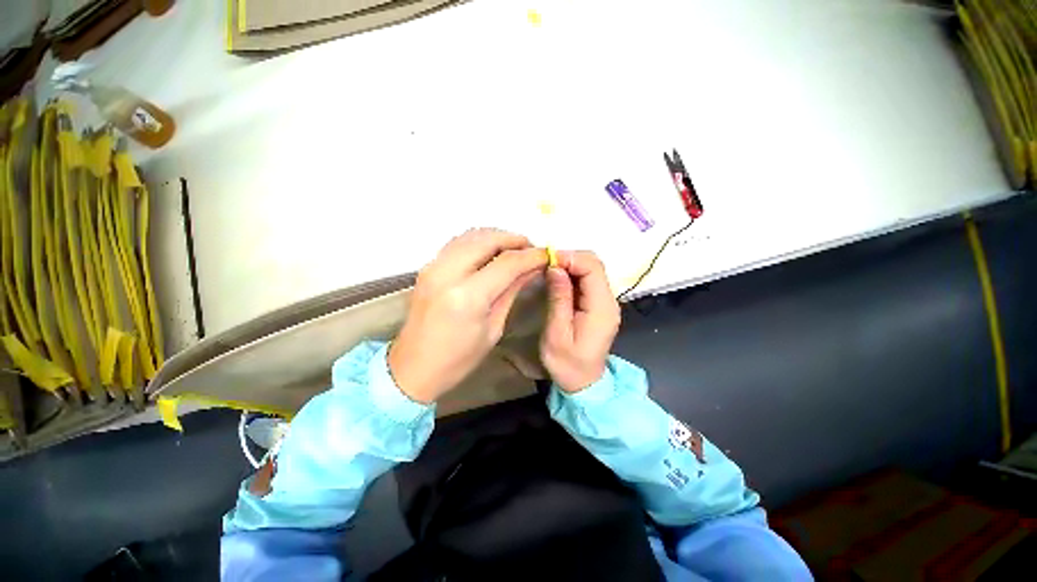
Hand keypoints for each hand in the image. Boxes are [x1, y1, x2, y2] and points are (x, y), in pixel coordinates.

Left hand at [389, 229, 546, 402]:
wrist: (414, 367)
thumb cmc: (459, 359)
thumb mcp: (493, 328)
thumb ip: (511, 291)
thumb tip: (531, 269)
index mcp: (468, 297)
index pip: (507, 263)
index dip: (530, 256)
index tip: (546, 255)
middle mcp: (447, 273)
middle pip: (487, 239)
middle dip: (513, 239)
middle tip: (530, 248)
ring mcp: (433, 267)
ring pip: (470, 235)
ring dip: (496, 237)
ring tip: (513, 248)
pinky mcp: (427, 267)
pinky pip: (457, 243)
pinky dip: (478, 241)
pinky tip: (490, 251)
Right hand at [541, 250, 620, 392]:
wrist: (583, 383)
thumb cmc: (567, 364)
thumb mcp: (556, 334)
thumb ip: (558, 299)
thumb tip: (555, 267)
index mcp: (601, 308)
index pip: (593, 268)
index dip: (570, 258)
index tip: (547, 261)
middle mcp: (609, 300)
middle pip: (595, 264)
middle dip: (569, 259)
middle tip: (545, 266)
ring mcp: (606, 302)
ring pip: (591, 269)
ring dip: (570, 265)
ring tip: (548, 271)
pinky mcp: (599, 305)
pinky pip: (588, 280)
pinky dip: (572, 274)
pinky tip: (557, 280)